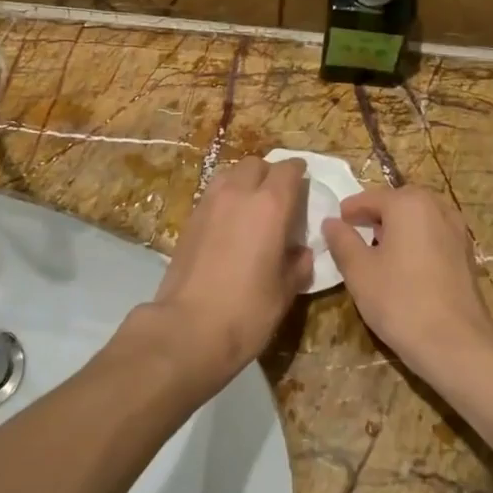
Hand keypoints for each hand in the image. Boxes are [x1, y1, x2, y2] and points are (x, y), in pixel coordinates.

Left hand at [119, 158, 312, 396]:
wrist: (187, 328)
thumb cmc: (247, 311)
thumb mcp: (285, 291)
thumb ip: (297, 264)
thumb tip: (301, 252)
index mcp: (270, 205)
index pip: (288, 170)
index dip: (298, 173)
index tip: (305, 182)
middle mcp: (238, 194)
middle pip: (255, 164)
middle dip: (270, 173)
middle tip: (279, 196)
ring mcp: (208, 204)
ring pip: (230, 174)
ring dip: (244, 181)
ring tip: (252, 205)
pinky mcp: (189, 220)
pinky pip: (212, 194)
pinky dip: (225, 198)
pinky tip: (230, 223)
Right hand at [322, 186, 492, 389]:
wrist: (456, 343)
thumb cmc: (400, 301)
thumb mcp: (359, 271)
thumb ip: (342, 241)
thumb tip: (331, 222)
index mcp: (408, 203)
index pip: (370, 197)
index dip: (350, 210)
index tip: (336, 224)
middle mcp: (437, 207)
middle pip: (398, 203)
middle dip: (376, 215)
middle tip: (355, 234)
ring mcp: (457, 230)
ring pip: (419, 219)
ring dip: (398, 228)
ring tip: (379, 251)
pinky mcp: (466, 254)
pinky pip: (434, 236)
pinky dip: (417, 241)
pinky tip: (406, 267)